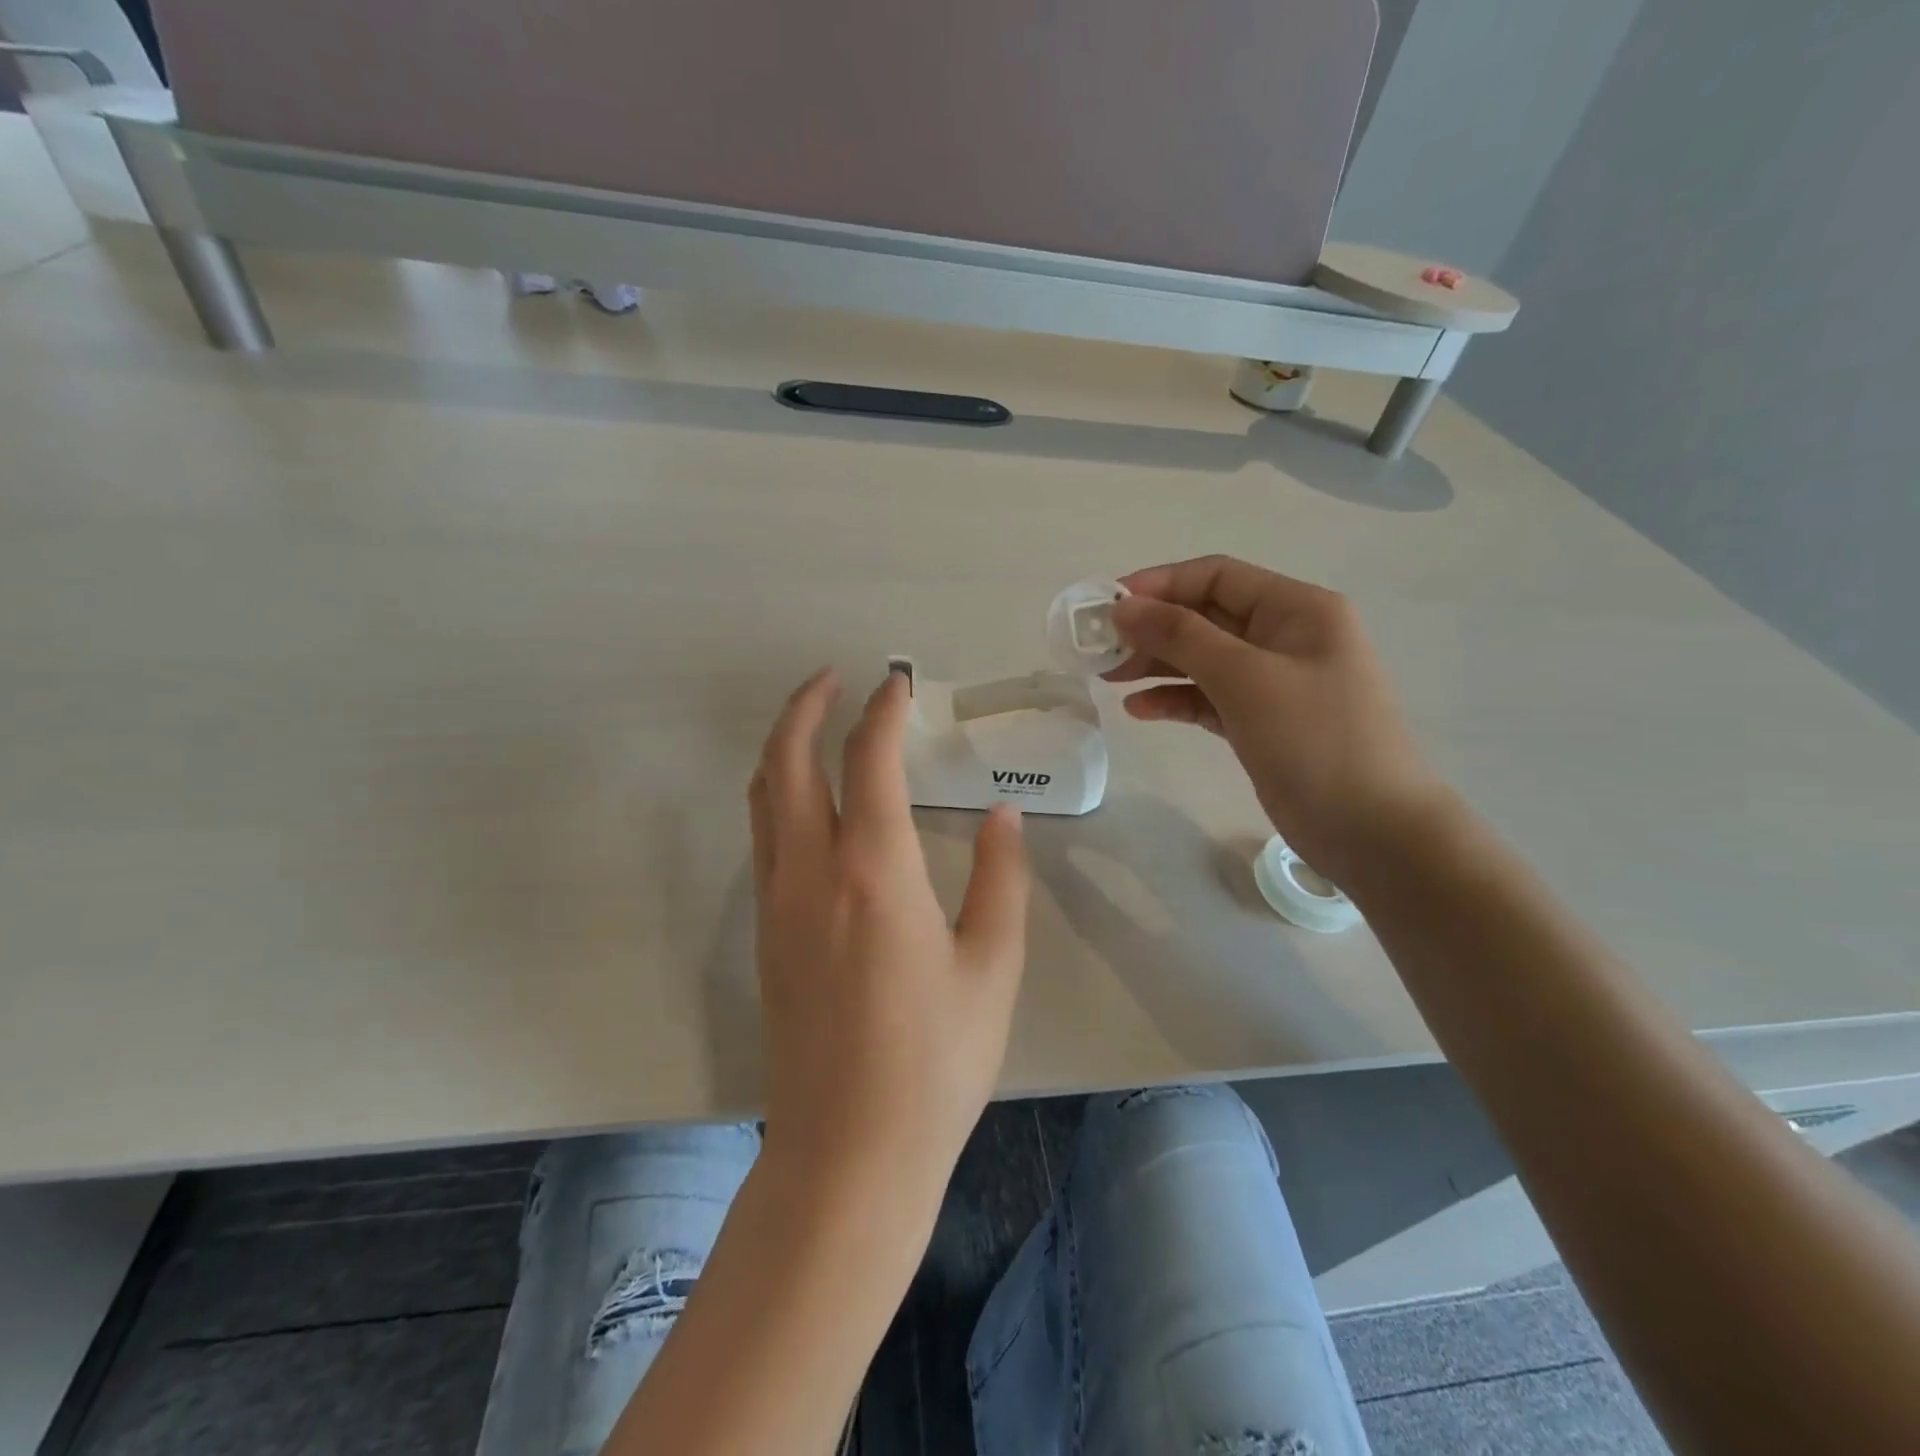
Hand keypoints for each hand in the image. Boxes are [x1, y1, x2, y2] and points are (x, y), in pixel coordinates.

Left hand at [748, 668, 1029, 1205]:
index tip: (898, 684)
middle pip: (788, 761)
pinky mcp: (764, 934)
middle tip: (834, 678)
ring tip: (813, 722)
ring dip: (783, 746)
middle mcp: (811, 871)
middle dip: (806, 708)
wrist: (848, 1152)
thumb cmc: (935, 1061)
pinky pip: (762, 836)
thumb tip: (1003, 817)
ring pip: (763, 797)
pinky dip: (776, 793)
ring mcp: (776, 902)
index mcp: (874, 870)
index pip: (869, 760)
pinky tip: (807, 801)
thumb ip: (1001, 880)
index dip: (883, 711)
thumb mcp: (992, 967)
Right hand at [1108, 556, 1446, 885]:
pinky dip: (1174, 700)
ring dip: (1156, 664)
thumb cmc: (1314, 739)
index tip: (1107, 605)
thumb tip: (1124, 606)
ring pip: (1203, 659)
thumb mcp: (1244, 678)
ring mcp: (1274, 682)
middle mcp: (1285, 637)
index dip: (1159, 584)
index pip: (1217, 577)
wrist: (1372, 830)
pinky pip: (1209, 698)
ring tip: (1108, 677)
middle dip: (1152, 628)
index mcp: (1296, 609)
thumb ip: (1181, 636)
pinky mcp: (1261, 722)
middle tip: (1098, 648)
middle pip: (1205, 617)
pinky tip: (1138, 710)